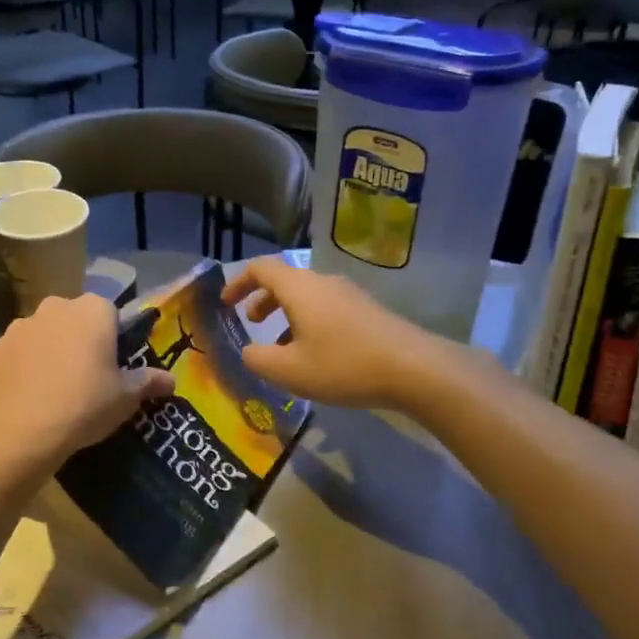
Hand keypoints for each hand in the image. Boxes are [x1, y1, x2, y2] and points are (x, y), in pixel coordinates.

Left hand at [0, 295, 172, 475]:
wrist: (20, 431)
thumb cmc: (85, 404)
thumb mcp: (126, 398)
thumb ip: (149, 382)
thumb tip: (171, 380)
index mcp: (92, 310)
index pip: (110, 313)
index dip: (112, 338)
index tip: (113, 364)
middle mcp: (54, 308)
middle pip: (72, 319)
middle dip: (78, 340)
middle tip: (85, 376)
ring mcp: (18, 327)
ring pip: (40, 335)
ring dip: (47, 351)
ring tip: (52, 389)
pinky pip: (13, 354)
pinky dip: (19, 368)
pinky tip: (25, 396)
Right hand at [220, 258, 447, 410]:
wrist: (413, 368)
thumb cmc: (343, 365)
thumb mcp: (290, 370)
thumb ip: (258, 359)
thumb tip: (249, 351)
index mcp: (299, 288)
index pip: (261, 268)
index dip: (238, 282)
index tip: (226, 303)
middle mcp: (323, 282)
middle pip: (285, 280)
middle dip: (262, 299)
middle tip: (250, 322)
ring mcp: (348, 295)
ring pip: (306, 296)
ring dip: (285, 315)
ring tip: (279, 347)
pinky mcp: (366, 311)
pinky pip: (326, 308)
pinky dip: (307, 322)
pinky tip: (313, 355)